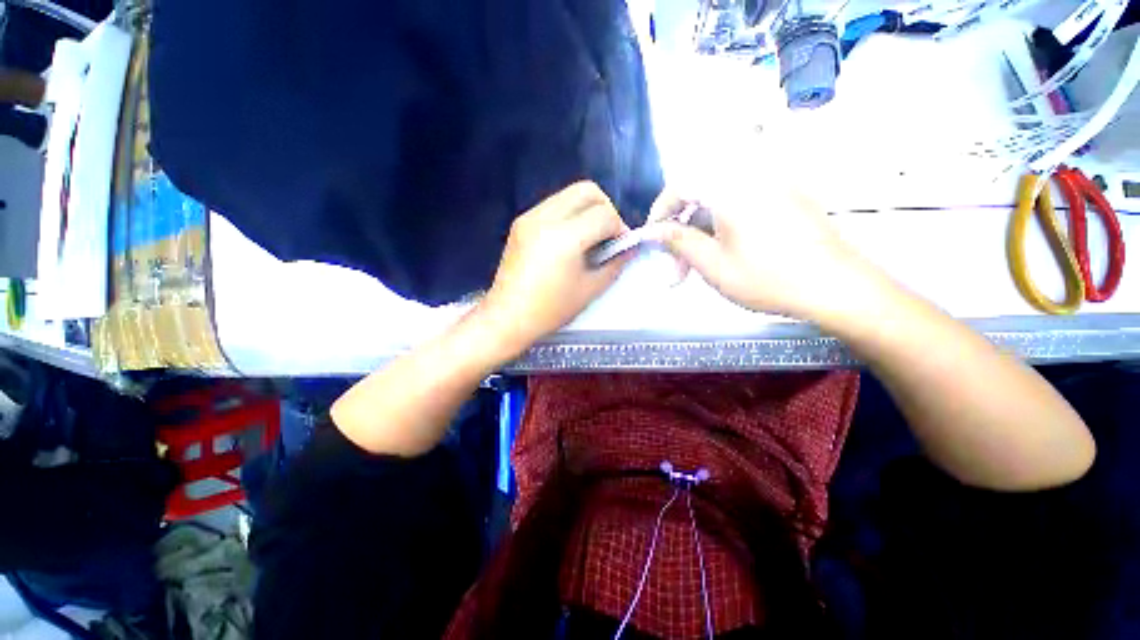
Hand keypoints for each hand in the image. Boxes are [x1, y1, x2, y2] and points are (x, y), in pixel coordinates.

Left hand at [477, 181, 630, 356]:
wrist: (508, 316)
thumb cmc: (551, 309)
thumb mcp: (589, 290)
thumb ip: (614, 265)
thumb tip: (629, 248)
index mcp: (565, 236)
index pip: (604, 214)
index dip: (619, 228)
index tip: (620, 246)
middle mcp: (546, 217)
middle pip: (587, 190)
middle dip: (605, 208)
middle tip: (607, 234)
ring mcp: (530, 216)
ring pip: (568, 194)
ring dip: (586, 209)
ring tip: (588, 237)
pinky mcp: (520, 222)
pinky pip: (552, 205)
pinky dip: (568, 214)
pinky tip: (568, 240)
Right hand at [647, 187, 882, 321]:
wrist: (836, 286)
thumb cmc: (767, 277)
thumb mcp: (712, 264)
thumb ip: (678, 241)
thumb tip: (651, 230)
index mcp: (730, 186)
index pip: (680, 185)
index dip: (660, 212)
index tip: (653, 238)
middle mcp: (751, 174)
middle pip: (699, 192)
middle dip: (682, 227)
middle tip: (677, 264)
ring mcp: (772, 183)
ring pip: (718, 200)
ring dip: (701, 229)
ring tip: (699, 263)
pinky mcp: (785, 195)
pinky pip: (740, 201)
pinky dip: (722, 224)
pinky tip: (724, 251)